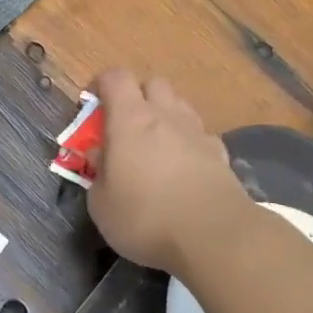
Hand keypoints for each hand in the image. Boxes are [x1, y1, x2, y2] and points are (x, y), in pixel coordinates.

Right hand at [88, 69, 249, 275]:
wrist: (213, 235)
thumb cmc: (145, 218)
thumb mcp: (101, 204)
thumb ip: (97, 173)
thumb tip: (99, 154)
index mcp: (130, 119)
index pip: (115, 77)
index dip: (101, 85)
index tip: (92, 107)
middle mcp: (166, 115)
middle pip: (153, 83)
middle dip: (137, 96)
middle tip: (125, 127)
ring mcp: (197, 132)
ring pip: (179, 106)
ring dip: (164, 117)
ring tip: (154, 148)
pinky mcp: (220, 153)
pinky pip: (200, 134)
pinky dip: (188, 142)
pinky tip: (183, 169)